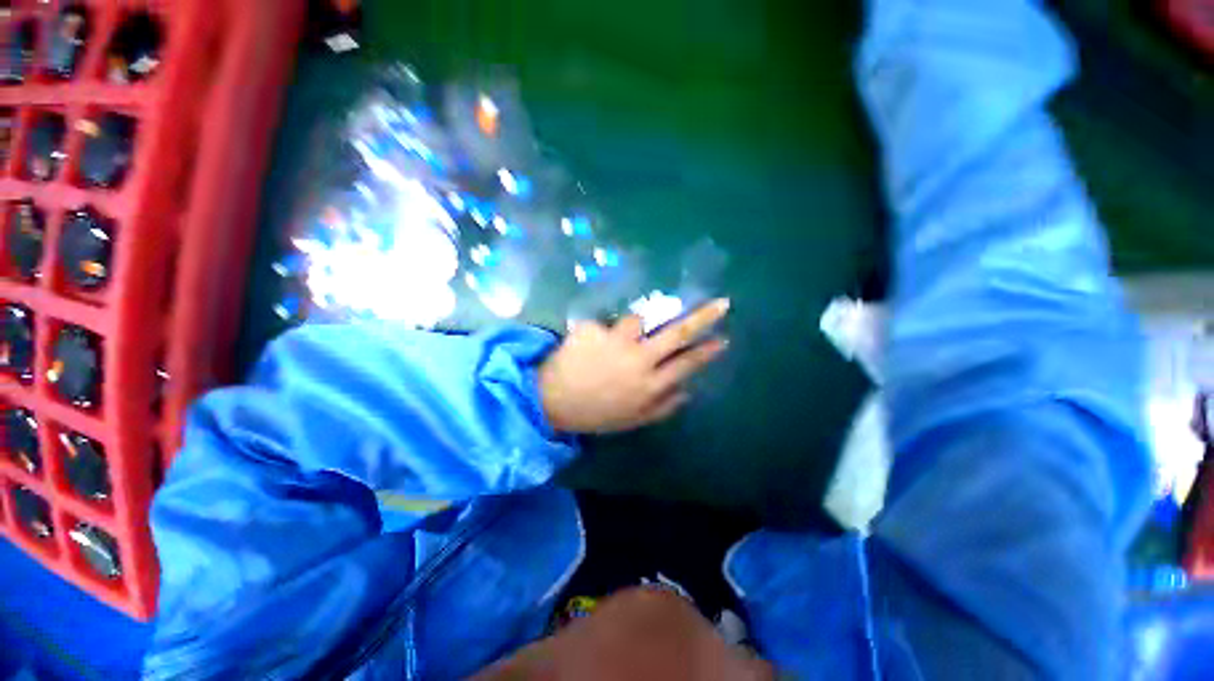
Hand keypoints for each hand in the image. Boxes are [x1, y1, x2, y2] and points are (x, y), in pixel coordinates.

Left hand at [539, 299, 730, 433]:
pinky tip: (586, 349)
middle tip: (721, 304)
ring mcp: (615, 341)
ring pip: (636, 319)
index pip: (687, 363)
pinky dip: (598, 334)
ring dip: (631, 327)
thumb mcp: (633, 420)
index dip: (707, 351)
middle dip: (703, 318)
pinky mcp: (593, 329)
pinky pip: (604, 324)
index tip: (724, 338)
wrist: (551, 402)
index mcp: (650, 384)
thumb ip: (663, 407)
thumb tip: (687, 391)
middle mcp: (639, 359)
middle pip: (677, 333)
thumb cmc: (596, 413)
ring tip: (614, 341)